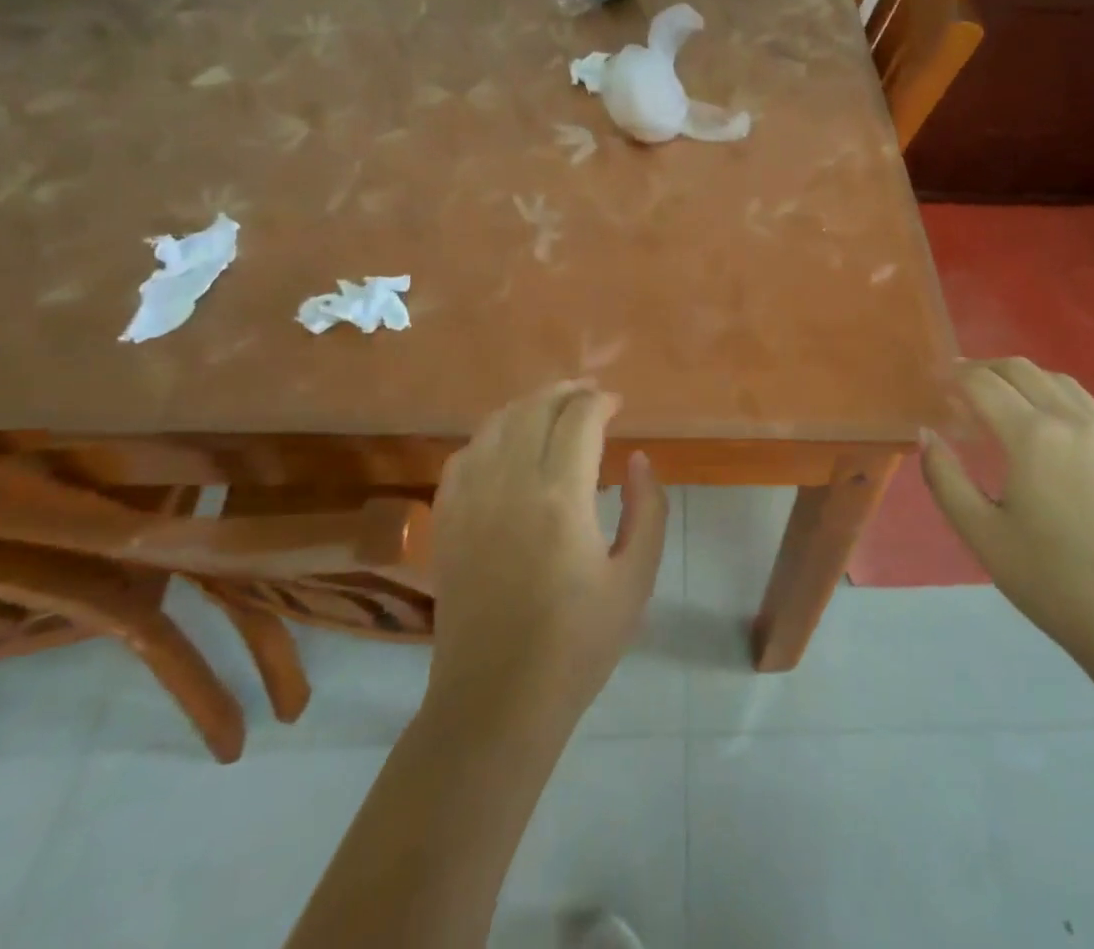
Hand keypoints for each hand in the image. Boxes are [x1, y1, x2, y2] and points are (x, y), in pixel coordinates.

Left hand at [428, 382, 668, 718]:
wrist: (496, 701)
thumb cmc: (577, 644)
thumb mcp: (636, 578)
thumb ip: (647, 509)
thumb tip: (637, 458)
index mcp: (560, 498)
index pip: (579, 419)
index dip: (601, 402)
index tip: (617, 405)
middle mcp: (509, 484)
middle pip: (535, 409)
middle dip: (567, 392)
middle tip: (590, 395)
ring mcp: (470, 500)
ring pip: (497, 423)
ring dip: (529, 406)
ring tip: (553, 409)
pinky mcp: (446, 519)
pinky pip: (465, 454)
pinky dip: (491, 434)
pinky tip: (506, 444)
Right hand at [921, 358, 1093, 676]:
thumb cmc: (1055, 582)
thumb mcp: (982, 535)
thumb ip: (945, 479)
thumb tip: (927, 434)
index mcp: (1032, 436)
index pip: (983, 384)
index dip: (955, 375)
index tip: (936, 380)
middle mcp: (1072, 420)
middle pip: (1021, 370)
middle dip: (985, 368)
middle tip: (960, 383)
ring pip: (1058, 381)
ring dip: (1023, 378)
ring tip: (1002, 397)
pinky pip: (1087, 405)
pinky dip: (1056, 397)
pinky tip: (1048, 426)